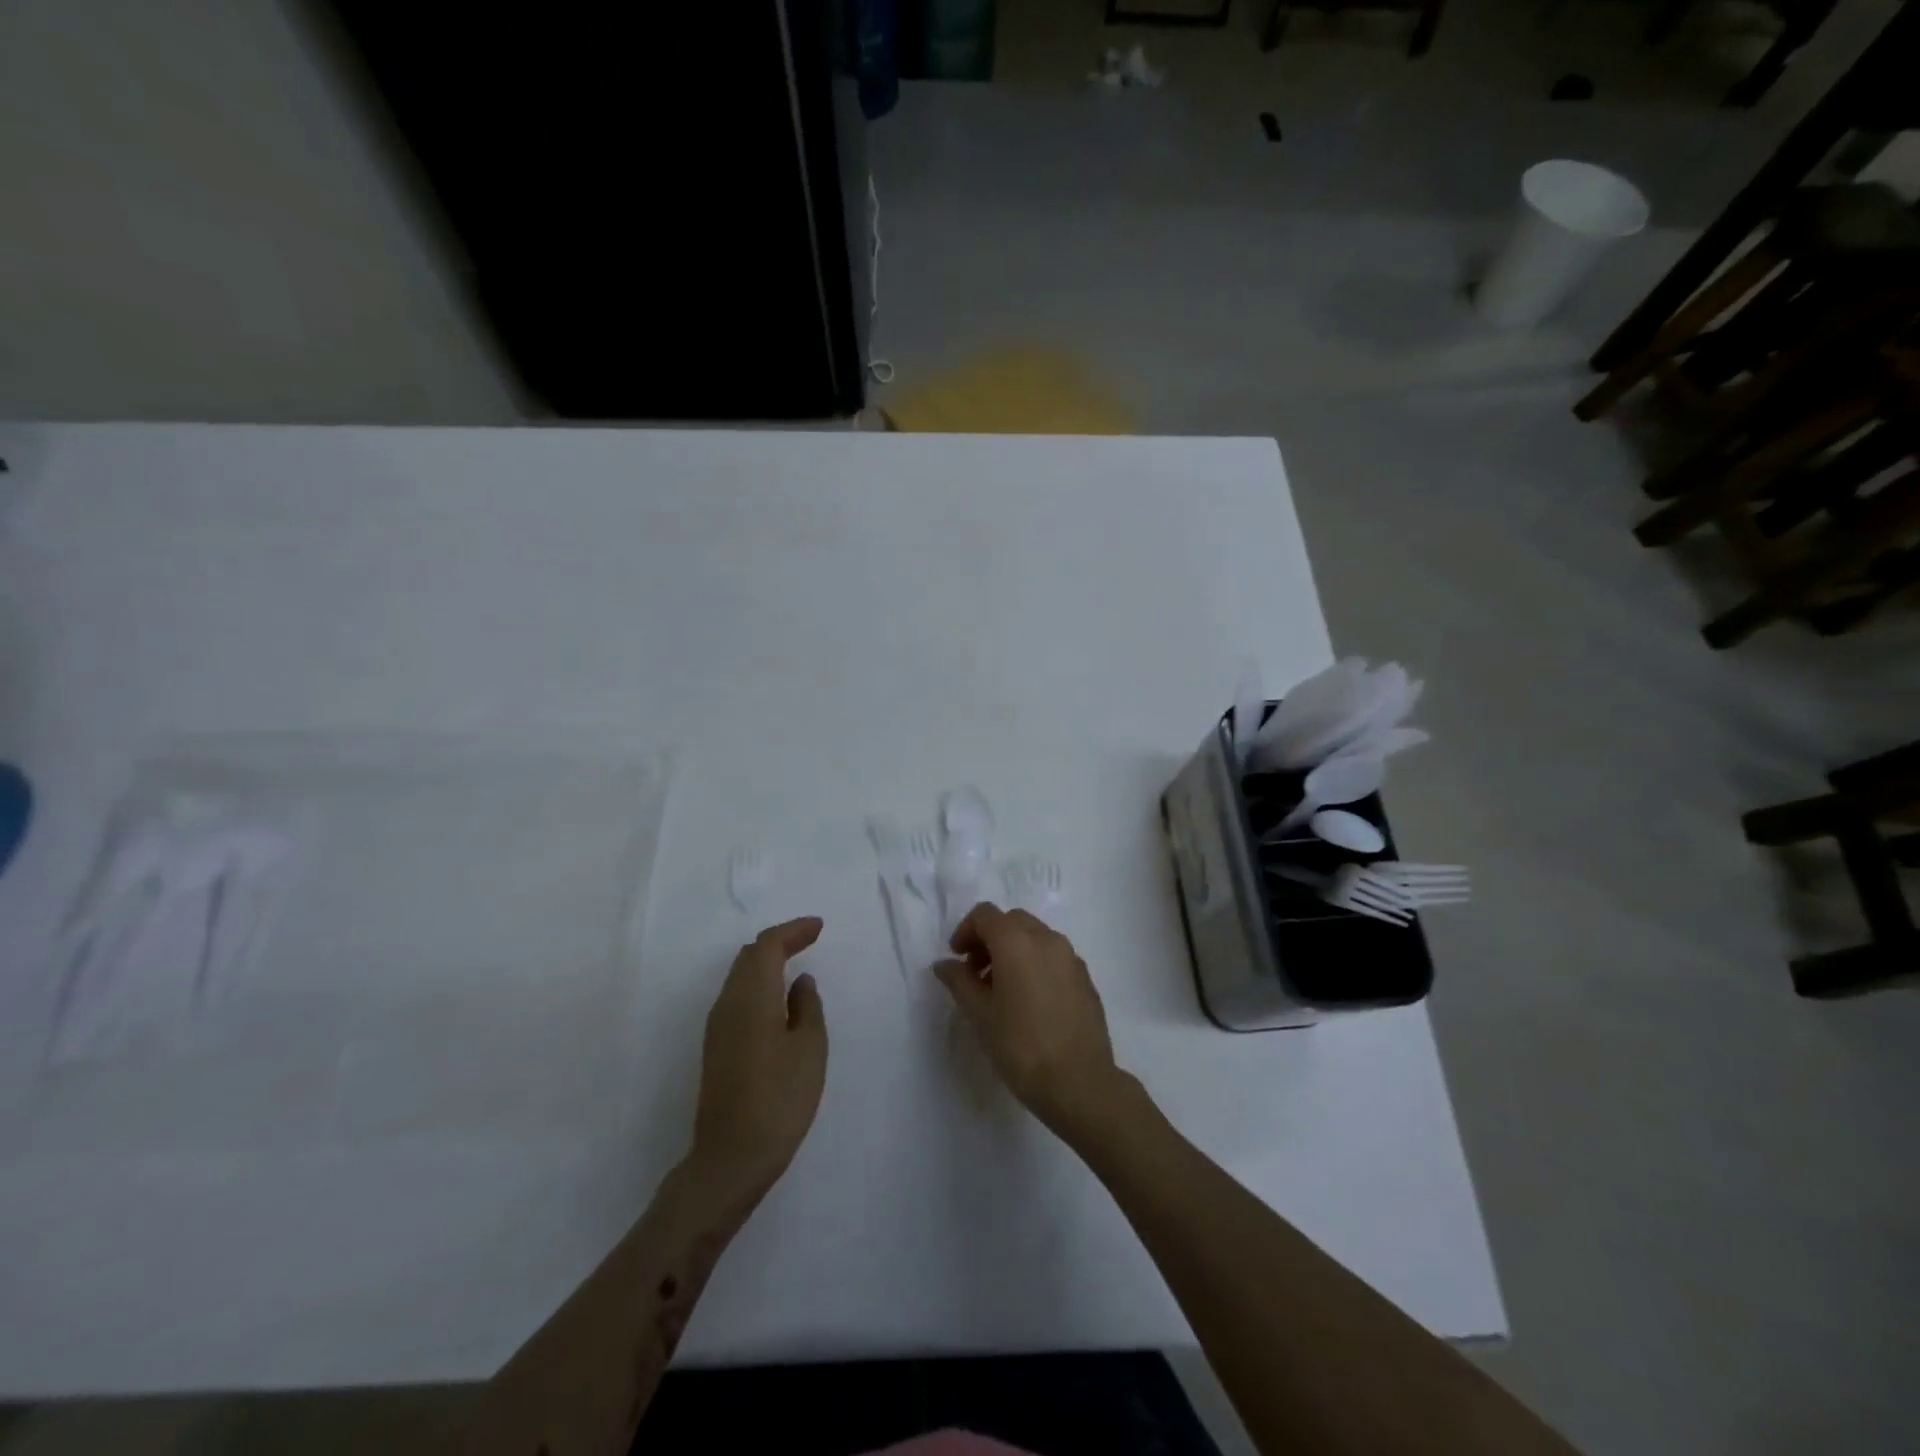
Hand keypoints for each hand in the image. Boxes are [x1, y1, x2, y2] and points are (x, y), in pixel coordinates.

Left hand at [691, 917, 828, 1205]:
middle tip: (809, 939)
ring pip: (740, 977)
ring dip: (767, 963)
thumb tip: (800, 982)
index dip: (793, 931)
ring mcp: (717, 1027)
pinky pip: (737, 997)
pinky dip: (759, 985)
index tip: (819, 927)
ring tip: (796, 964)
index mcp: (751, 996)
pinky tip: (778, 1000)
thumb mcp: (809, 1048)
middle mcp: (727, 1003)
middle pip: (749, 957)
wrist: (730, 1158)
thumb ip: (807, 1007)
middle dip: (779, 942)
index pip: (767, 946)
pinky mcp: (716, 1048)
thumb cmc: (779, 1098)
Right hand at [933, 903, 1128, 1138]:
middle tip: (976, 973)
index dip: (965, 931)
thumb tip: (945, 964)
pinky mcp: (1085, 977)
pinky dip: (1036, 963)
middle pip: (1011, 920)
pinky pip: (1054, 956)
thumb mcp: (979, 1014)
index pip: (985, 914)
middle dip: (989, 938)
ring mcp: (1070, 957)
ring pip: (1035, 936)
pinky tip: (1030, 1000)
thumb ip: (959, 981)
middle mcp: (1046, 938)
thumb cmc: (1020, 1046)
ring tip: (1002, 989)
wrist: (1079, 1082)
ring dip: (1013, 950)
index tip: (957, 959)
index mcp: (1017, 941)